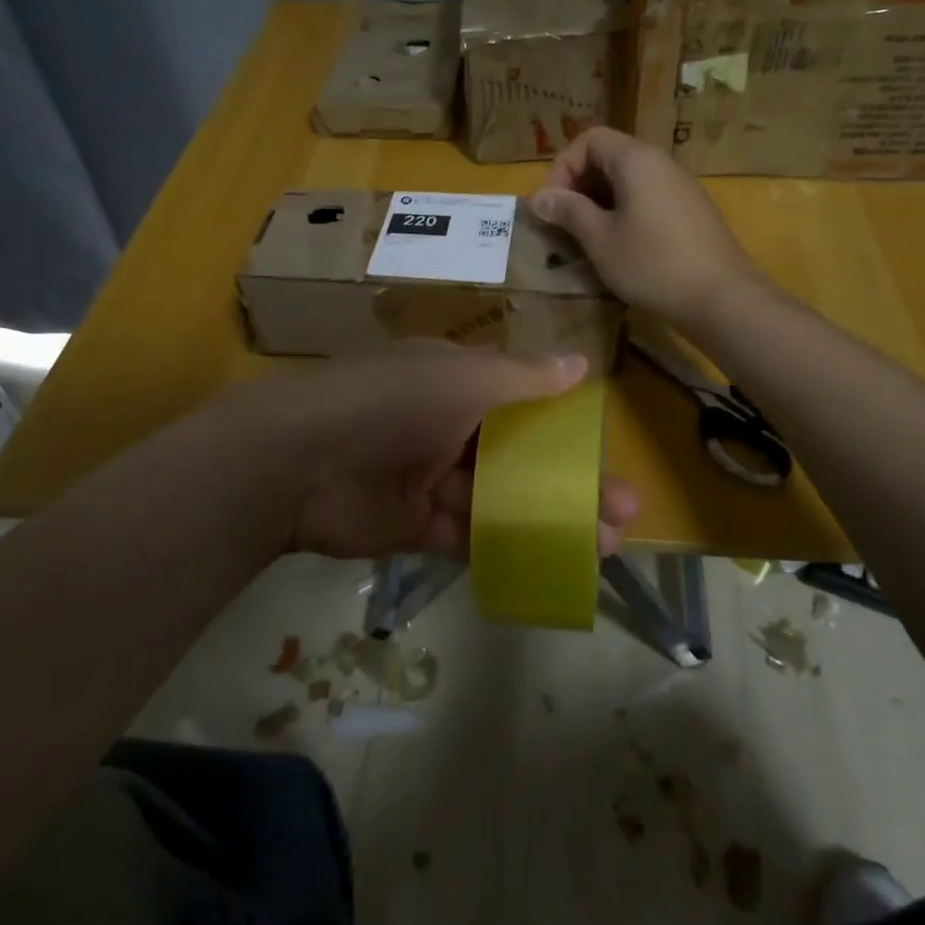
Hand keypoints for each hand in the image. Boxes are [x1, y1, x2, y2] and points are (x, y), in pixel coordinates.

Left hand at [256, 345, 637, 560]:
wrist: (302, 460)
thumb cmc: (395, 402)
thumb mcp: (466, 377)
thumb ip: (524, 376)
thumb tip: (580, 362)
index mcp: (455, 383)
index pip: (522, 404)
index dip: (566, 429)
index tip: (605, 455)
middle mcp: (443, 427)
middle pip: (517, 458)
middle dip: (569, 484)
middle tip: (622, 513)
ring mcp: (426, 478)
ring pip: (499, 501)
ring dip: (548, 519)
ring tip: (603, 546)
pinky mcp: (411, 525)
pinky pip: (466, 536)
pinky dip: (505, 546)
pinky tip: (552, 562)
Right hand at [530, 127, 767, 332]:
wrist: (721, 298)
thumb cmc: (652, 264)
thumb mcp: (600, 239)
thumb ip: (569, 211)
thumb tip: (540, 198)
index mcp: (636, 160)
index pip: (589, 140)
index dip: (562, 167)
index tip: (550, 205)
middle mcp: (661, 163)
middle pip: (610, 157)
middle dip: (578, 185)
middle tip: (562, 222)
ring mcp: (680, 187)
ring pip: (629, 180)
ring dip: (600, 202)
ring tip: (585, 237)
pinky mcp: (691, 212)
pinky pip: (648, 198)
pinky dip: (624, 213)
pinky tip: (618, 247)